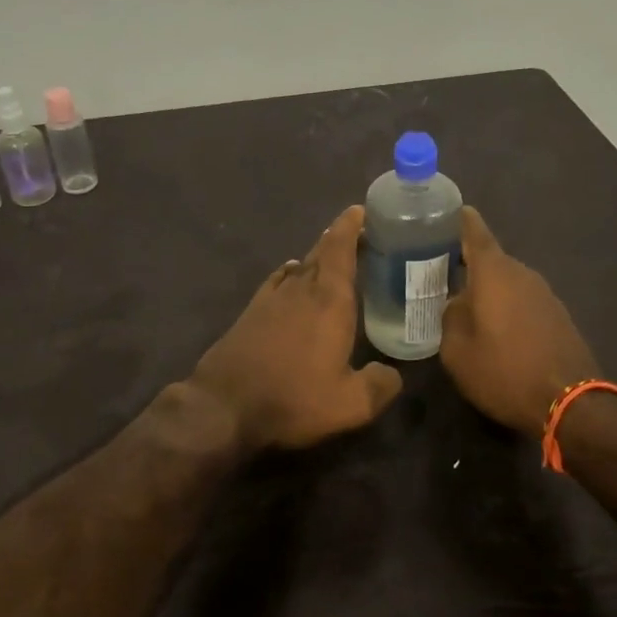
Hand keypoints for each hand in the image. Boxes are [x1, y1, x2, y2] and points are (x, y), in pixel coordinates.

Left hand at [190, 205, 402, 450]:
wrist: (224, 405)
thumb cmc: (293, 398)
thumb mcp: (350, 404)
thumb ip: (380, 385)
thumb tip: (393, 374)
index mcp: (329, 300)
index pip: (341, 248)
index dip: (351, 226)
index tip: (361, 210)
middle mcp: (300, 289)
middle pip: (322, 252)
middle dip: (340, 239)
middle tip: (361, 235)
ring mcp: (272, 298)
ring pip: (300, 266)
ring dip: (318, 257)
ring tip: (334, 259)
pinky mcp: (252, 312)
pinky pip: (278, 281)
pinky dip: (292, 273)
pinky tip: (294, 279)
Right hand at [440, 207, 600, 437]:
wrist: (570, 402)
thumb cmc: (504, 370)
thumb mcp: (456, 350)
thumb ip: (449, 317)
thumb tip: (455, 304)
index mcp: (494, 271)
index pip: (473, 230)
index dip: (458, 219)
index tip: (443, 212)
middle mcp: (522, 273)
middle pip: (489, 258)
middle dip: (464, 263)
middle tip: (436, 273)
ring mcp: (544, 294)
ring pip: (506, 281)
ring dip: (486, 289)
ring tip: (462, 304)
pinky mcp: (558, 316)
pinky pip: (522, 300)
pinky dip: (505, 306)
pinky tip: (493, 328)